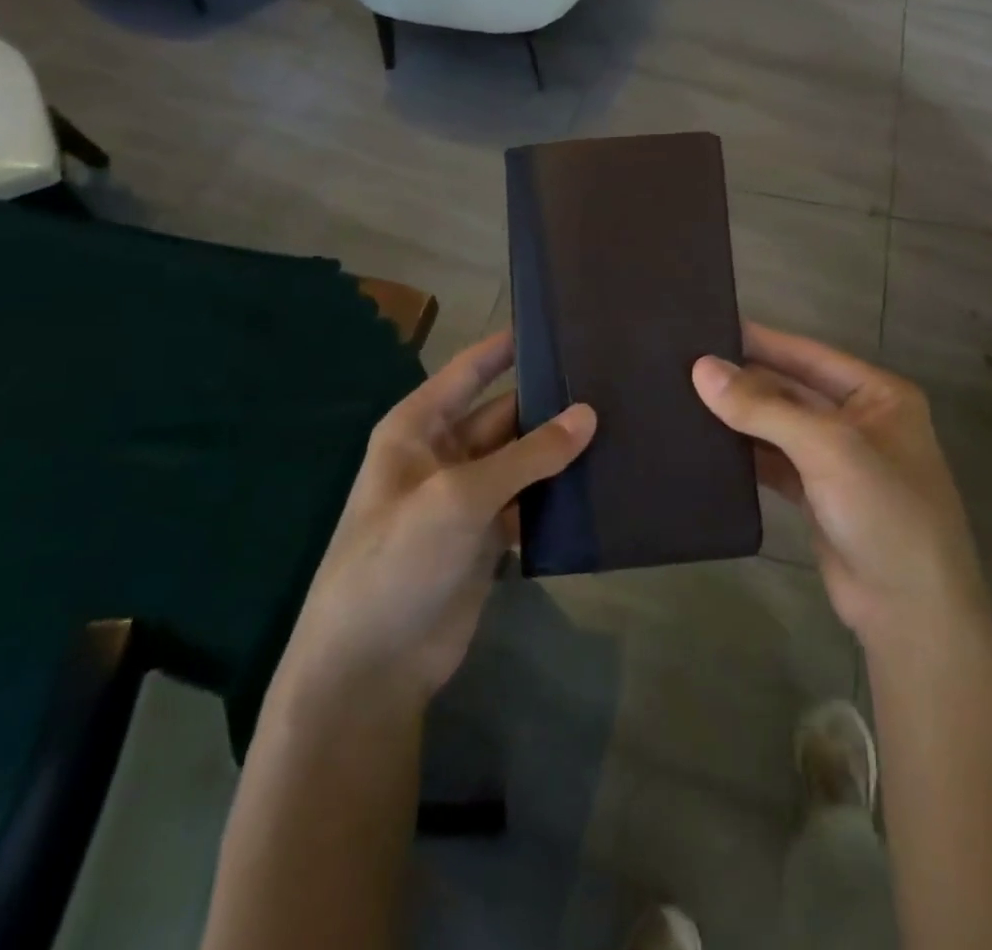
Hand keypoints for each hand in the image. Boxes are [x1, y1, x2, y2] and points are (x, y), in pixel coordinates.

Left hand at [280, 332, 595, 705]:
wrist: (369, 668)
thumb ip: (528, 455)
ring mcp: (468, 497)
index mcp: (419, 427)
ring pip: (524, 459)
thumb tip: (589, 414)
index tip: (557, 324)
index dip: (508, 346)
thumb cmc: (398, 559)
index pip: (470, 371)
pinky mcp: (488, 537)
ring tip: (621, 425)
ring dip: (561, 450)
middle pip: (506, 414)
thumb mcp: (459, 496)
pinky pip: (531, 501)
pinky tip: (601, 482)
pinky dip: (559, 494)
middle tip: (612, 382)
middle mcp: (444, 454)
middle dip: (550, 402)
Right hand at [693, 322, 987, 650]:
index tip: (709, 326)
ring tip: (683, 397)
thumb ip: (763, 407)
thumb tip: (701, 368)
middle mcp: (859, 420)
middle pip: (791, 390)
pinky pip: (774, 462)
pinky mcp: (817, 496)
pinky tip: (707, 443)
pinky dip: (746, 454)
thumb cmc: (883, 510)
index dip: (761, 340)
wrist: (910, 611)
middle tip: (684, 365)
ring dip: (740, 417)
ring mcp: (837, 460)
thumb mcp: (827, 447)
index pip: (808, 354)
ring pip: (779, 427)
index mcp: (877, 394)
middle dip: (744, 380)